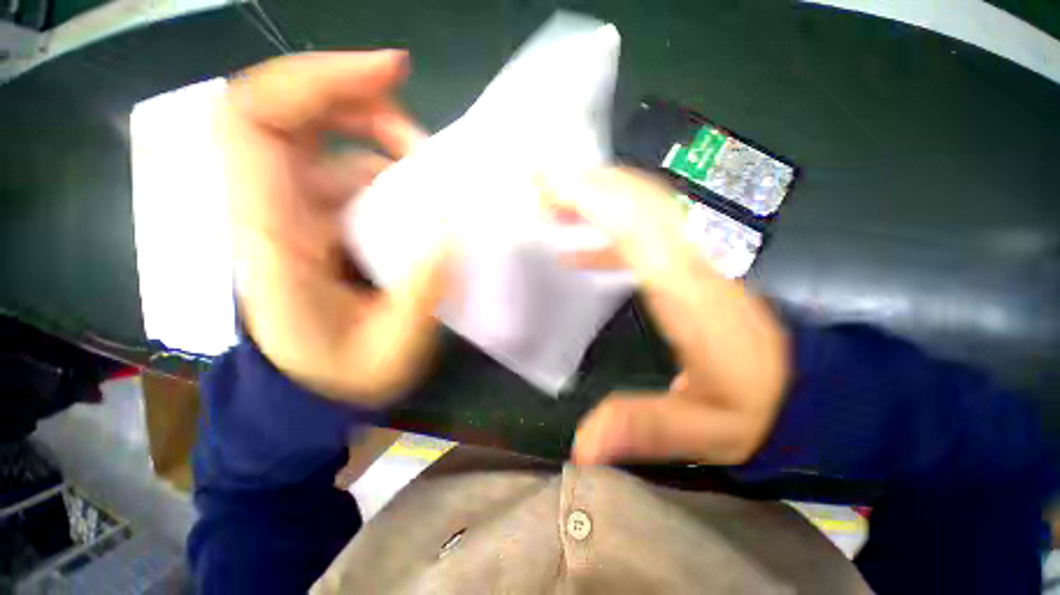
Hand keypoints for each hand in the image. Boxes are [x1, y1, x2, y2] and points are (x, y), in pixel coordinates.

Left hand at [219, 51, 447, 405]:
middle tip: (423, 135)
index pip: (258, 121)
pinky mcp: (321, 223)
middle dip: (360, 101)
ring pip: (329, 143)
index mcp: (272, 237)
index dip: (317, 80)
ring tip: (432, 174)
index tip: (390, 73)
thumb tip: (449, 230)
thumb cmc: (346, 377)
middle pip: (292, 113)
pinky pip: (350, 173)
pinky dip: (389, 172)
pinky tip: (421, 199)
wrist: (318, 389)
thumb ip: (420, 291)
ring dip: (384, 141)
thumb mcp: (391, 347)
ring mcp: (297, 213)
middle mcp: (274, 210)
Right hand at [545, 168, 790, 464]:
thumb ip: (641, 429)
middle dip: (587, 182)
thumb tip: (580, 446)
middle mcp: (691, 262)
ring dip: (598, 197)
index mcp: (688, 293)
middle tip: (540, 182)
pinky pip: (645, 235)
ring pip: (644, 206)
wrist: (808, 391)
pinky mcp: (690, 266)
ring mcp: (694, 258)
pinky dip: (607, 233)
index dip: (591, 198)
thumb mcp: (702, 431)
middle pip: (638, 200)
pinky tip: (576, 250)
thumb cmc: (755, 408)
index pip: (634, 227)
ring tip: (553, 205)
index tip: (549, 183)